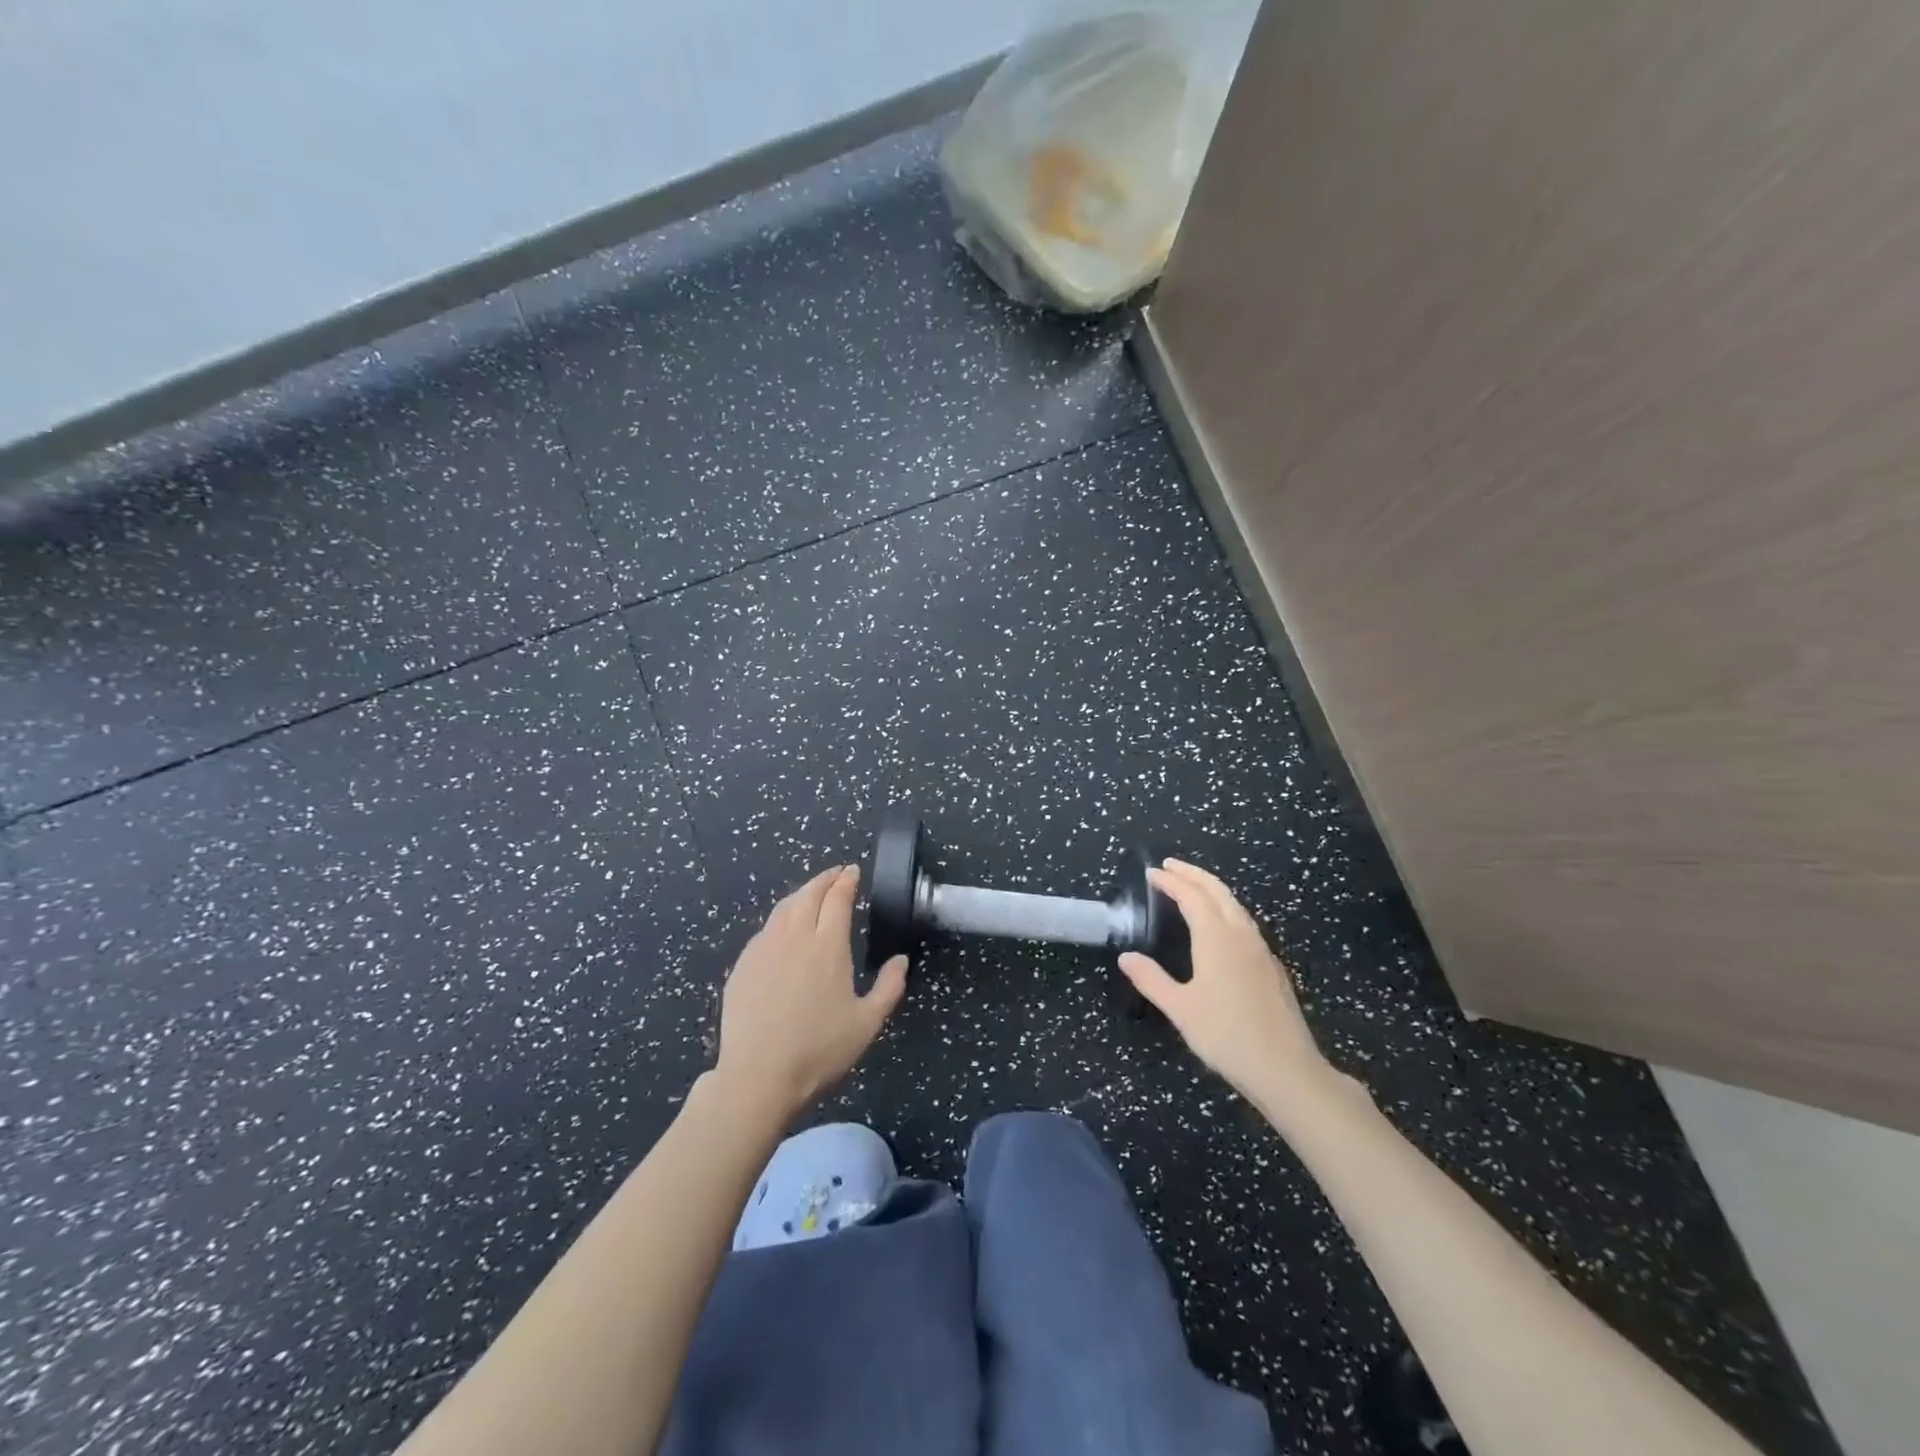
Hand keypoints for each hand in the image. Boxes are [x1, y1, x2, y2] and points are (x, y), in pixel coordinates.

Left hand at [714, 865, 909, 1120]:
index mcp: (828, 945)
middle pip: (808, 894)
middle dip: (824, 879)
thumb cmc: (819, 1050)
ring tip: (811, 894)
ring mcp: (764, 949)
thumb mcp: (867, 1023)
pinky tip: (782, 930)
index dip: (846, 880)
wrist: (757, 1076)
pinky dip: (780, 919)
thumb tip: (900, 960)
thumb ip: (889, 987)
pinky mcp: (743, 965)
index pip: (837, 898)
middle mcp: (794, 937)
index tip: (853, 871)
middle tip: (836, 874)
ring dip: (800, 894)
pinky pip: (765, 930)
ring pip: (783, 908)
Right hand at [1118, 859, 1338, 1109]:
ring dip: (1212, 889)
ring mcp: (1261, 950)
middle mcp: (1241, 935)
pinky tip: (1221, 926)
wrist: (1286, 1069)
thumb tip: (1126, 957)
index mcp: (1216, 938)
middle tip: (1170, 866)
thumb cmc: (1226, 1036)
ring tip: (1193, 887)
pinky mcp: (1272, 967)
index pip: (1192, 896)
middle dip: (1193, 874)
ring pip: (1236, 905)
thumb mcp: (1180, 1009)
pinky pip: (1245, 923)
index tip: (1152, 873)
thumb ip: (1152, 980)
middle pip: (1218, 891)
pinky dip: (1226, 909)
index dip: (1171, 882)